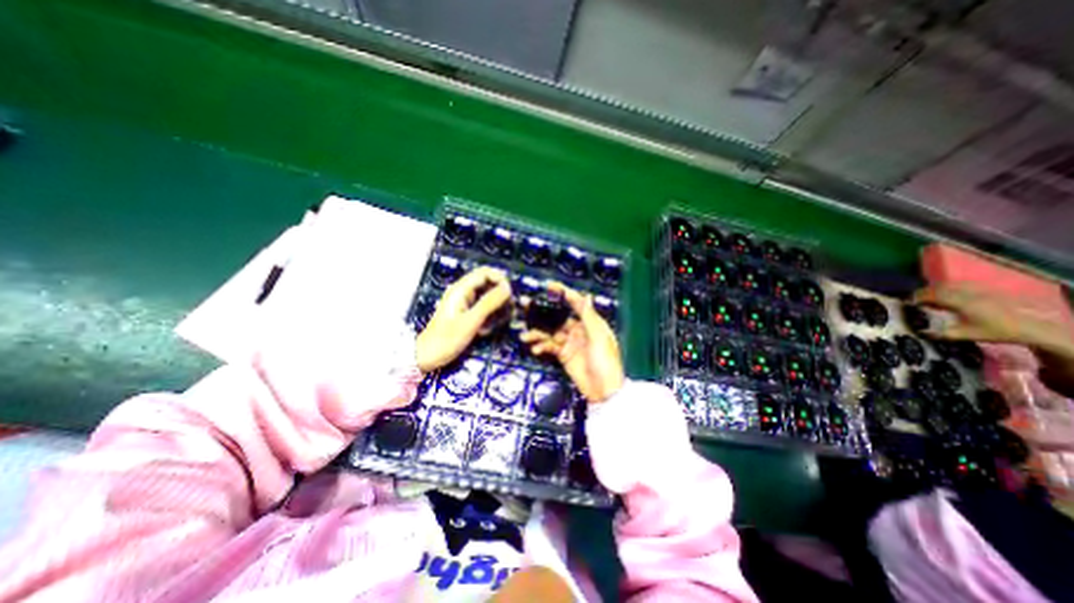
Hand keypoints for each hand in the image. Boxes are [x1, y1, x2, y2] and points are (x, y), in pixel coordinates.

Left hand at [414, 265, 510, 370]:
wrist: (426, 358)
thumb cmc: (446, 339)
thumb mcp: (471, 321)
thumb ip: (489, 303)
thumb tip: (508, 288)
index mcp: (461, 289)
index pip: (486, 272)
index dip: (500, 280)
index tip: (510, 295)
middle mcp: (464, 293)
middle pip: (489, 285)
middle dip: (501, 297)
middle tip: (508, 312)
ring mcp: (466, 304)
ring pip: (489, 298)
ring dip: (497, 310)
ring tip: (496, 325)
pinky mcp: (468, 314)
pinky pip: (485, 310)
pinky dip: (490, 318)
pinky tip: (487, 331)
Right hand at [519, 282, 621, 404]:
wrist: (603, 390)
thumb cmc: (605, 362)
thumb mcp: (599, 338)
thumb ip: (590, 317)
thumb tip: (586, 296)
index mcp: (590, 322)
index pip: (575, 303)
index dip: (562, 293)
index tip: (548, 285)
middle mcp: (579, 329)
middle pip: (557, 317)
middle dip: (542, 312)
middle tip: (525, 305)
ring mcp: (570, 342)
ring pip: (550, 332)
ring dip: (537, 333)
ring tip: (525, 336)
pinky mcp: (563, 355)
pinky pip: (549, 346)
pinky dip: (541, 346)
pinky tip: (536, 349)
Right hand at [915, 283, 1072, 358]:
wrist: (1028, 328)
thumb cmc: (994, 331)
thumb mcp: (966, 335)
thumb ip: (942, 333)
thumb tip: (920, 332)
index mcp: (960, 303)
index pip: (932, 295)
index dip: (917, 297)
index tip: (908, 303)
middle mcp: (966, 294)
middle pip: (938, 288)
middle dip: (923, 293)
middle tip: (914, 300)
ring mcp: (976, 291)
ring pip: (948, 285)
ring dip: (934, 290)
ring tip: (927, 298)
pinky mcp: (982, 292)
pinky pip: (959, 286)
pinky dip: (947, 288)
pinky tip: (945, 295)